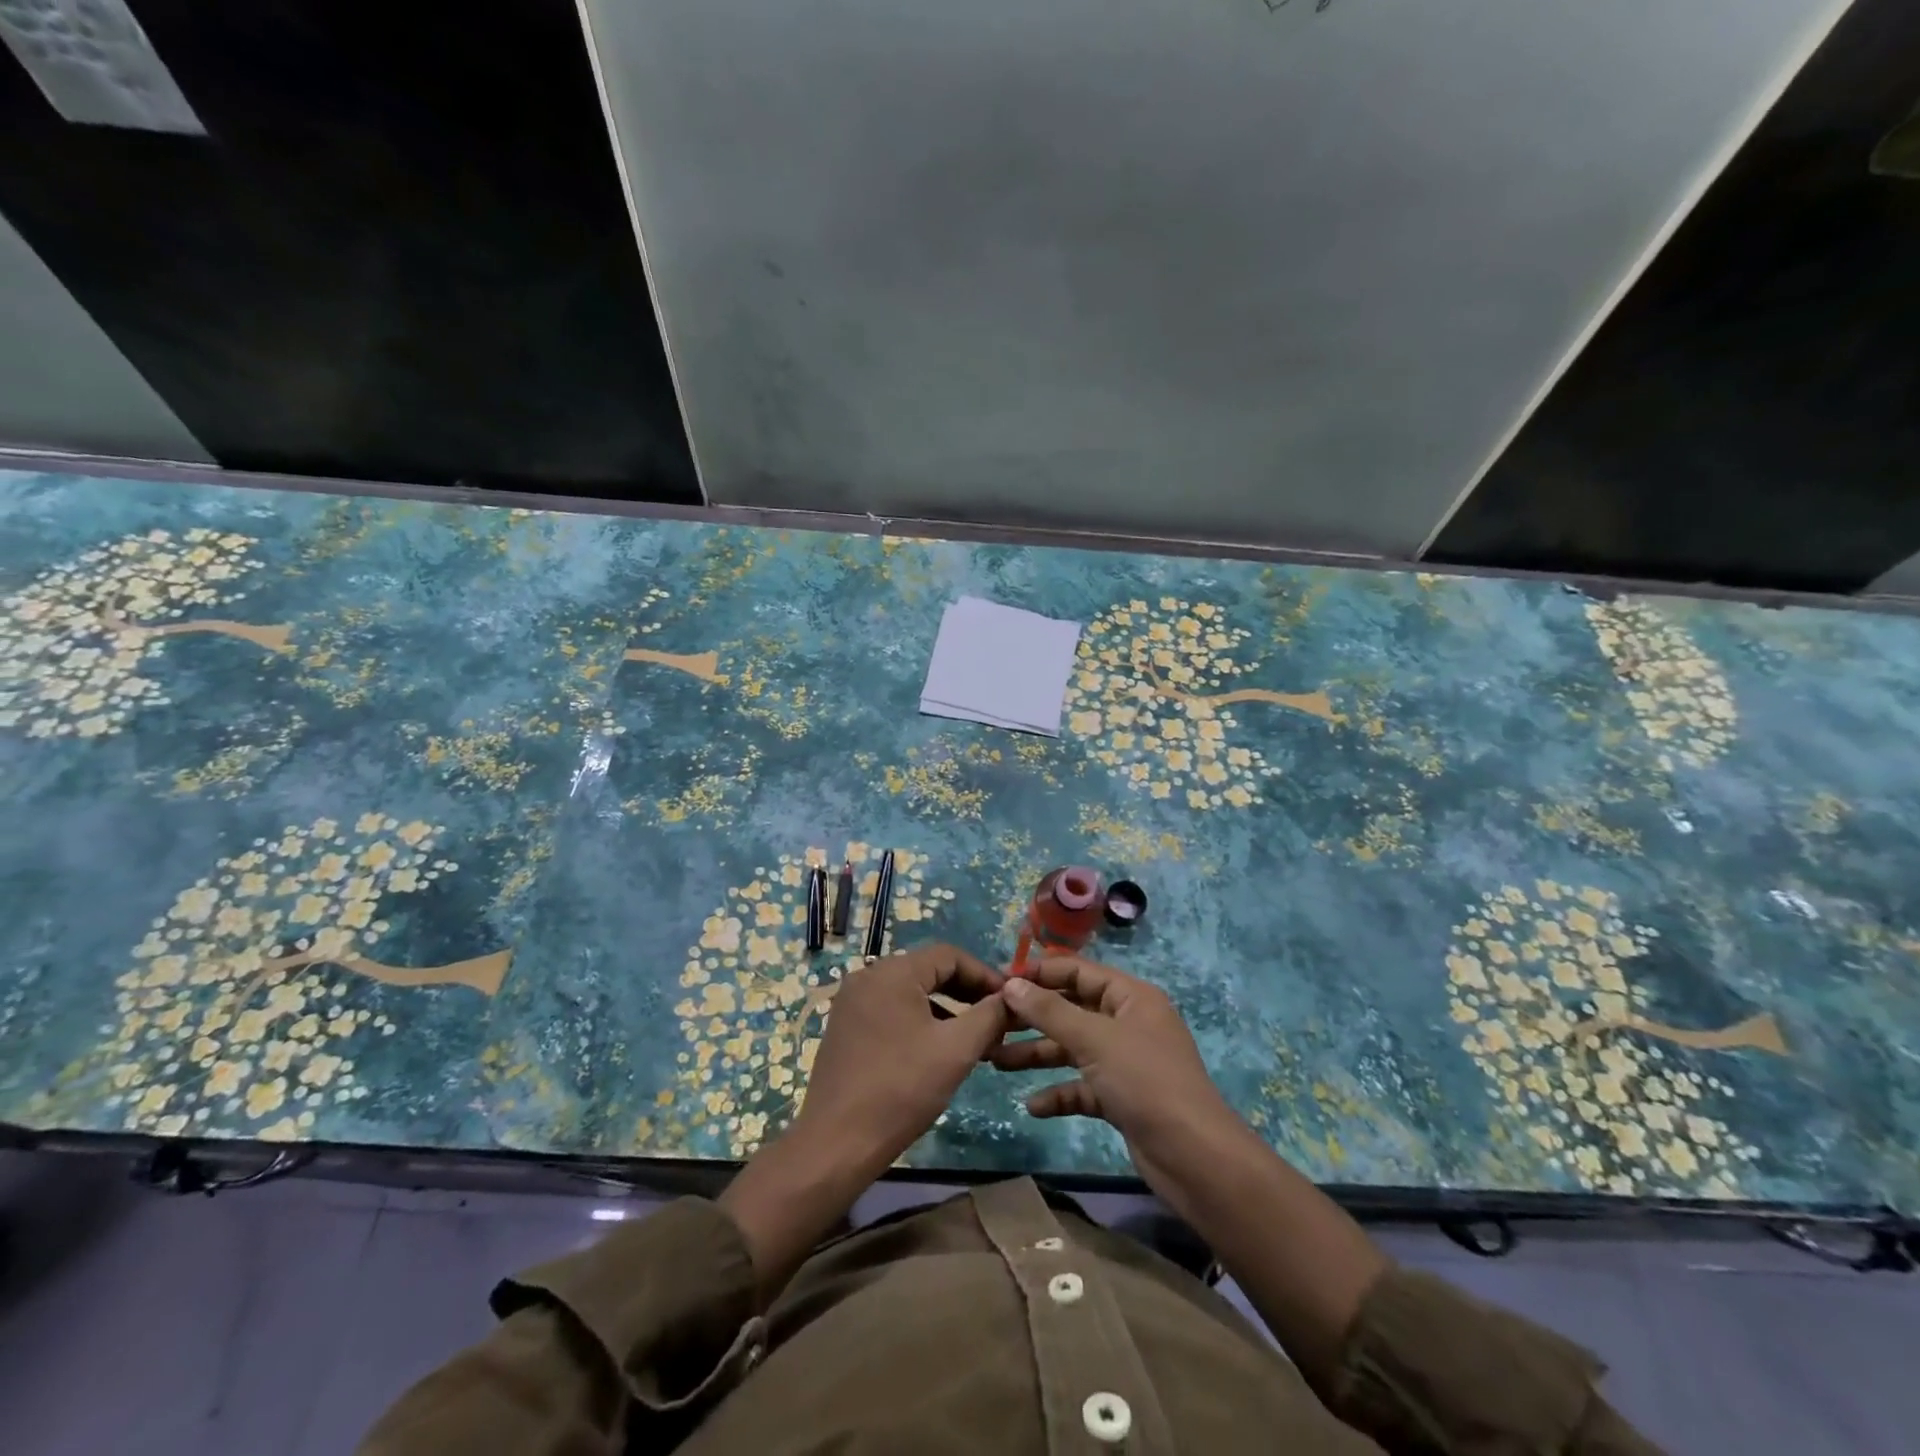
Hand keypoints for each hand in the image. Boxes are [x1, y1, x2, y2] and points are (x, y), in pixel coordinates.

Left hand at [793, 941, 1010, 1167]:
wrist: (837, 1143)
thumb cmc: (901, 1089)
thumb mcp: (956, 1050)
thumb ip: (989, 1016)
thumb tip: (1010, 997)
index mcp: (892, 972)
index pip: (949, 955)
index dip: (984, 975)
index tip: (1010, 1000)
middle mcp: (868, 977)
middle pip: (929, 971)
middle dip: (967, 993)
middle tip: (997, 1019)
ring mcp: (853, 1003)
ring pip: (911, 993)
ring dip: (947, 1010)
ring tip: (976, 1039)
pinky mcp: (846, 1028)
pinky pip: (893, 1011)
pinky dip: (921, 1022)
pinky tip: (940, 1051)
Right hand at [998, 956, 1388, 1378]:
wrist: (1195, 1158)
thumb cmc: (1146, 1081)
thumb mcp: (1095, 1040)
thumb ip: (1050, 1012)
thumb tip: (1011, 985)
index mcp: (1131, 997)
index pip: (1079, 972)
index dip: (1040, 973)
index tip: (1000, 980)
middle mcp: (1128, 1023)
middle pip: (1072, 1010)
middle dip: (1033, 1017)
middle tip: (991, 1022)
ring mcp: (1126, 1062)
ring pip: (1073, 1049)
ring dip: (1037, 1054)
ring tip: (995, 1061)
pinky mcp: (1122, 1098)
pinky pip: (1082, 1087)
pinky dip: (1059, 1093)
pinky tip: (1032, 1106)